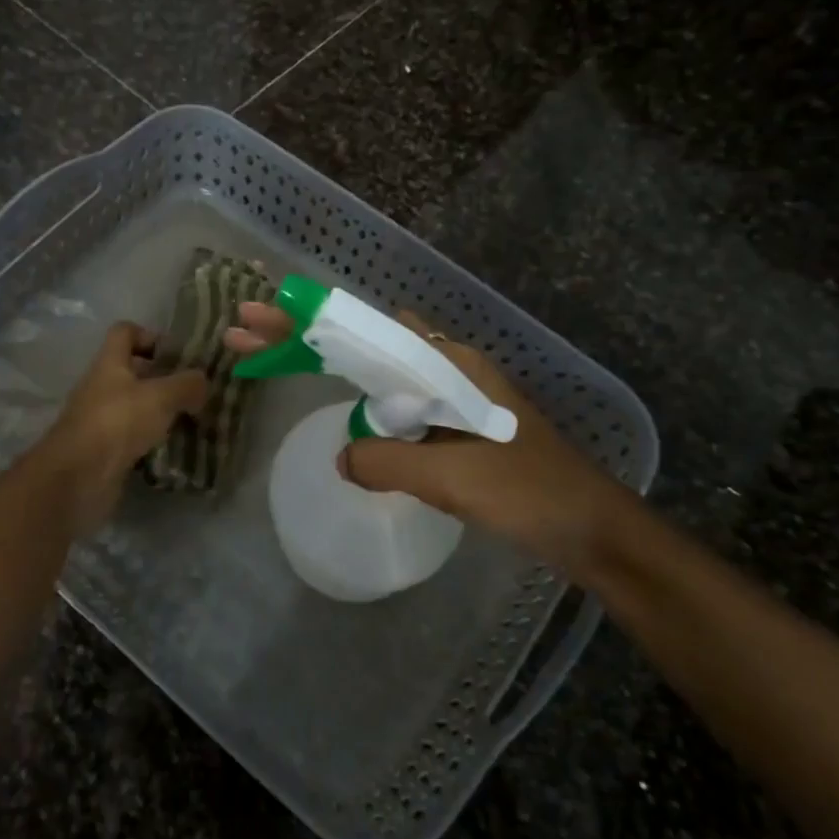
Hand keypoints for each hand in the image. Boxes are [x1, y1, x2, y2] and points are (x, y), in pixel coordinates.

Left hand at [37, 322, 208, 534]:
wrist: (78, 477)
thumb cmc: (118, 422)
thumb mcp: (161, 397)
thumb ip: (186, 384)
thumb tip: (203, 381)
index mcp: (110, 363)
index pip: (125, 332)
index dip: (150, 336)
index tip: (178, 355)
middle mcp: (101, 386)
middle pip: (133, 371)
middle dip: (164, 379)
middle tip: (196, 391)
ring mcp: (100, 419)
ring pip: (135, 406)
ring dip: (160, 412)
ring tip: (193, 420)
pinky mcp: (104, 450)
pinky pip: (133, 437)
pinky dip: (153, 440)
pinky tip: (176, 448)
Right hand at [226, 302, 637, 579]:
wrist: (593, 529)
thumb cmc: (527, 490)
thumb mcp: (452, 475)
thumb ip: (387, 460)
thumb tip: (342, 456)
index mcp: (446, 362)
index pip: (364, 329)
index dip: (308, 320)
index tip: (262, 310)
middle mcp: (445, 366)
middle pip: (362, 341)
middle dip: (304, 334)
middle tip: (245, 330)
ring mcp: (449, 394)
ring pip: (374, 369)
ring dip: (327, 363)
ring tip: (274, 357)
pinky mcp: (452, 424)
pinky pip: (393, 400)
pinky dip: (356, 395)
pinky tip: (339, 400)